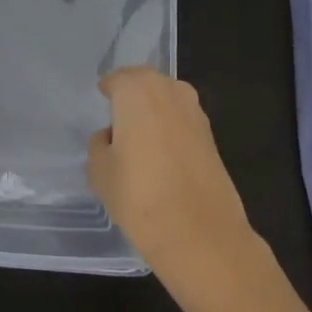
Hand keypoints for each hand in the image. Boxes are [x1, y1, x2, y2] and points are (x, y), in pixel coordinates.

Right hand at [87, 68, 255, 277]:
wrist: (198, 232)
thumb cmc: (138, 194)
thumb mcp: (99, 171)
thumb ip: (99, 144)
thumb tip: (111, 136)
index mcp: (137, 89)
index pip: (116, 79)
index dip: (107, 92)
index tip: (100, 105)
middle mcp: (169, 90)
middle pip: (144, 84)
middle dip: (131, 97)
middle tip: (117, 122)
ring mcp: (195, 111)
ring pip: (166, 101)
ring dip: (153, 113)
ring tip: (139, 142)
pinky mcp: (211, 135)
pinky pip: (181, 122)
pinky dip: (170, 131)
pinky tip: (161, 158)